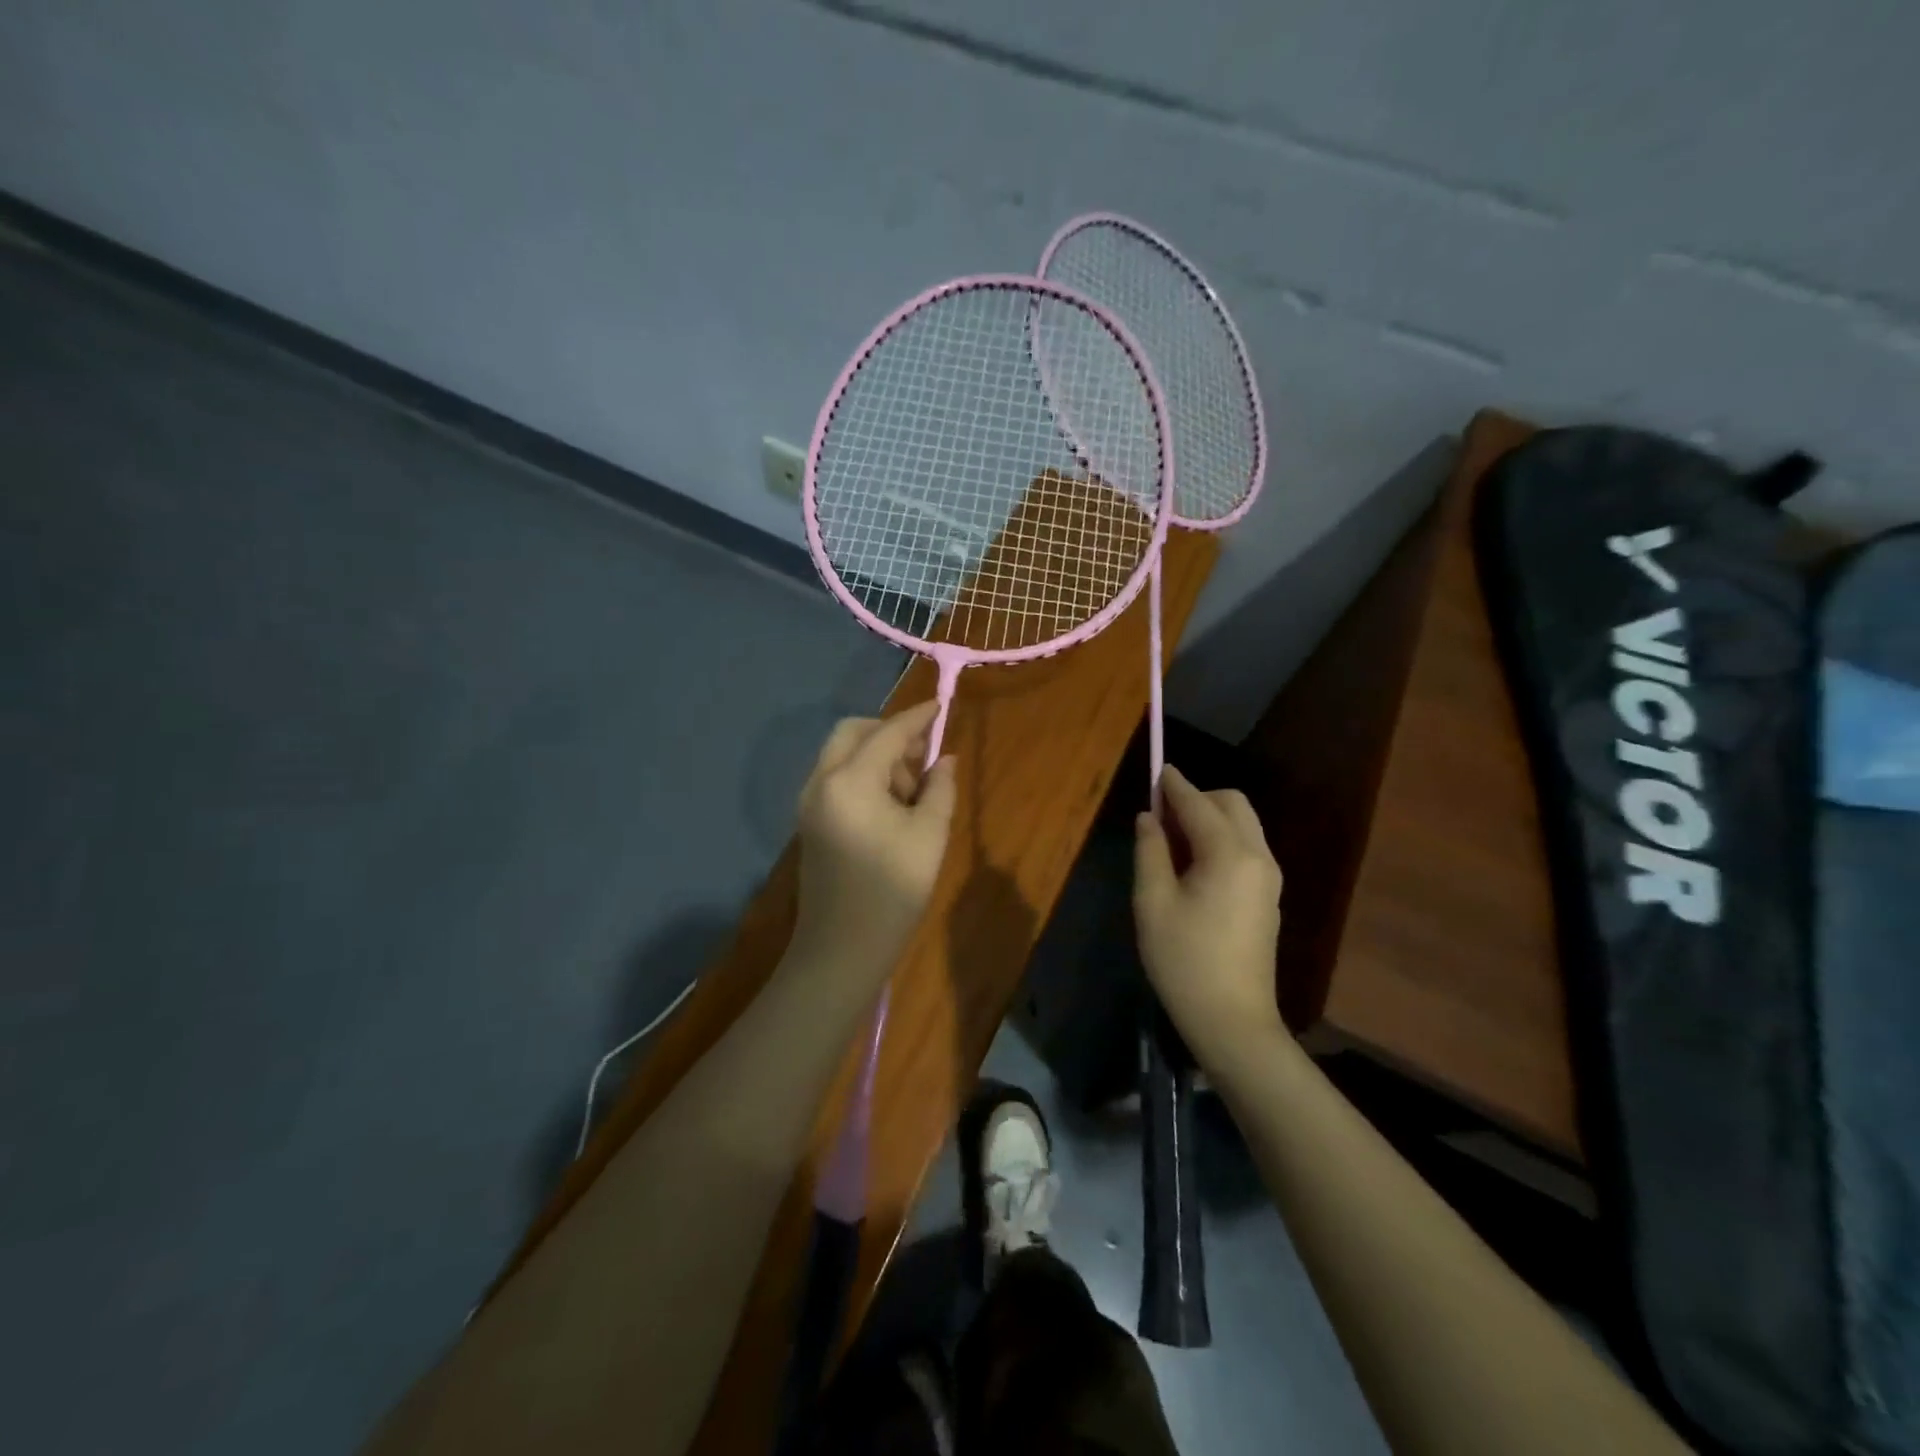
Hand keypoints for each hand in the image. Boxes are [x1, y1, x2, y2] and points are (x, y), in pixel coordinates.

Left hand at [790, 702, 957, 977]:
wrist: (842, 948)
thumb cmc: (893, 891)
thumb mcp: (929, 836)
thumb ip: (940, 788)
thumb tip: (944, 759)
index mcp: (851, 781)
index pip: (887, 734)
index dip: (917, 718)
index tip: (940, 706)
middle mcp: (822, 781)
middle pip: (852, 732)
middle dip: (889, 733)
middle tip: (922, 758)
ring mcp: (809, 802)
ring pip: (842, 754)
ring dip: (876, 755)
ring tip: (911, 790)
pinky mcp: (810, 821)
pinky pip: (836, 777)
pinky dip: (863, 774)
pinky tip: (890, 804)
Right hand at [1133, 766, 1284, 1066]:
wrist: (1232, 1020)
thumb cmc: (1184, 961)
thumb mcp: (1153, 902)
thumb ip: (1150, 851)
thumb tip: (1150, 818)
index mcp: (1228, 854)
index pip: (1198, 803)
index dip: (1173, 785)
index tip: (1156, 770)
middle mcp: (1258, 856)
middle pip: (1231, 804)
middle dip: (1197, 798)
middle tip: (1160, 816)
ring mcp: (1269, 877)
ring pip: (1242, 825)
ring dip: (1209, 818)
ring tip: (1172, 842)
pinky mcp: (1269, 897)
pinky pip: (1245, 848)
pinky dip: (1220, 839)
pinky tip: (1194, 865)